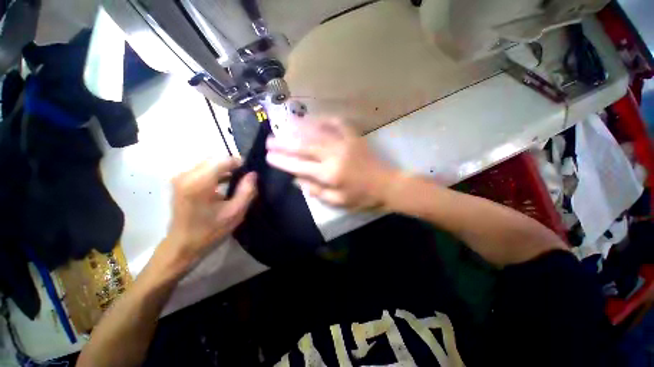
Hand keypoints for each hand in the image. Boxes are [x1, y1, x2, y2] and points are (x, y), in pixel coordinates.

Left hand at [161, 159, 256, 270]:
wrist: (182, 246)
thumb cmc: (210, 231)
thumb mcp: (235, 213)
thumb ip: (247, 191)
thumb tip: (253, 174)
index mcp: (199, 183)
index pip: (223, 160)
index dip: (239, 163)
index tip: (250, 172)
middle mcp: (186, 175)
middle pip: (215, 159)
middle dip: (232, 165)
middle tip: (245, 177)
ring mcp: (181, 177)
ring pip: (209, 162)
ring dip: (224, 168)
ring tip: (237, 180)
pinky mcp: (180, 181)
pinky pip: (202, 168)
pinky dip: (215, 172)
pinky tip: (224, 182)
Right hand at [266, 117, 396, 210]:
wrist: (386, 184)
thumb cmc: (361, 197)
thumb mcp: (338, 201)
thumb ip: (316, 191)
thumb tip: (296, 180)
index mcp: (329, 174)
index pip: (299, 166)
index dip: (282, 161)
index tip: (269, 157)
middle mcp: (334, 156)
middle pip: (304, 147)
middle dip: (284, 143)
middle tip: (269, 140)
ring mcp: (344, 143)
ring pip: (317, 132)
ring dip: (298, 128)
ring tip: (284, 125)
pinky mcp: (354, 137)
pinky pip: (337, 124)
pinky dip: (324, 120)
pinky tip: (314, 118)